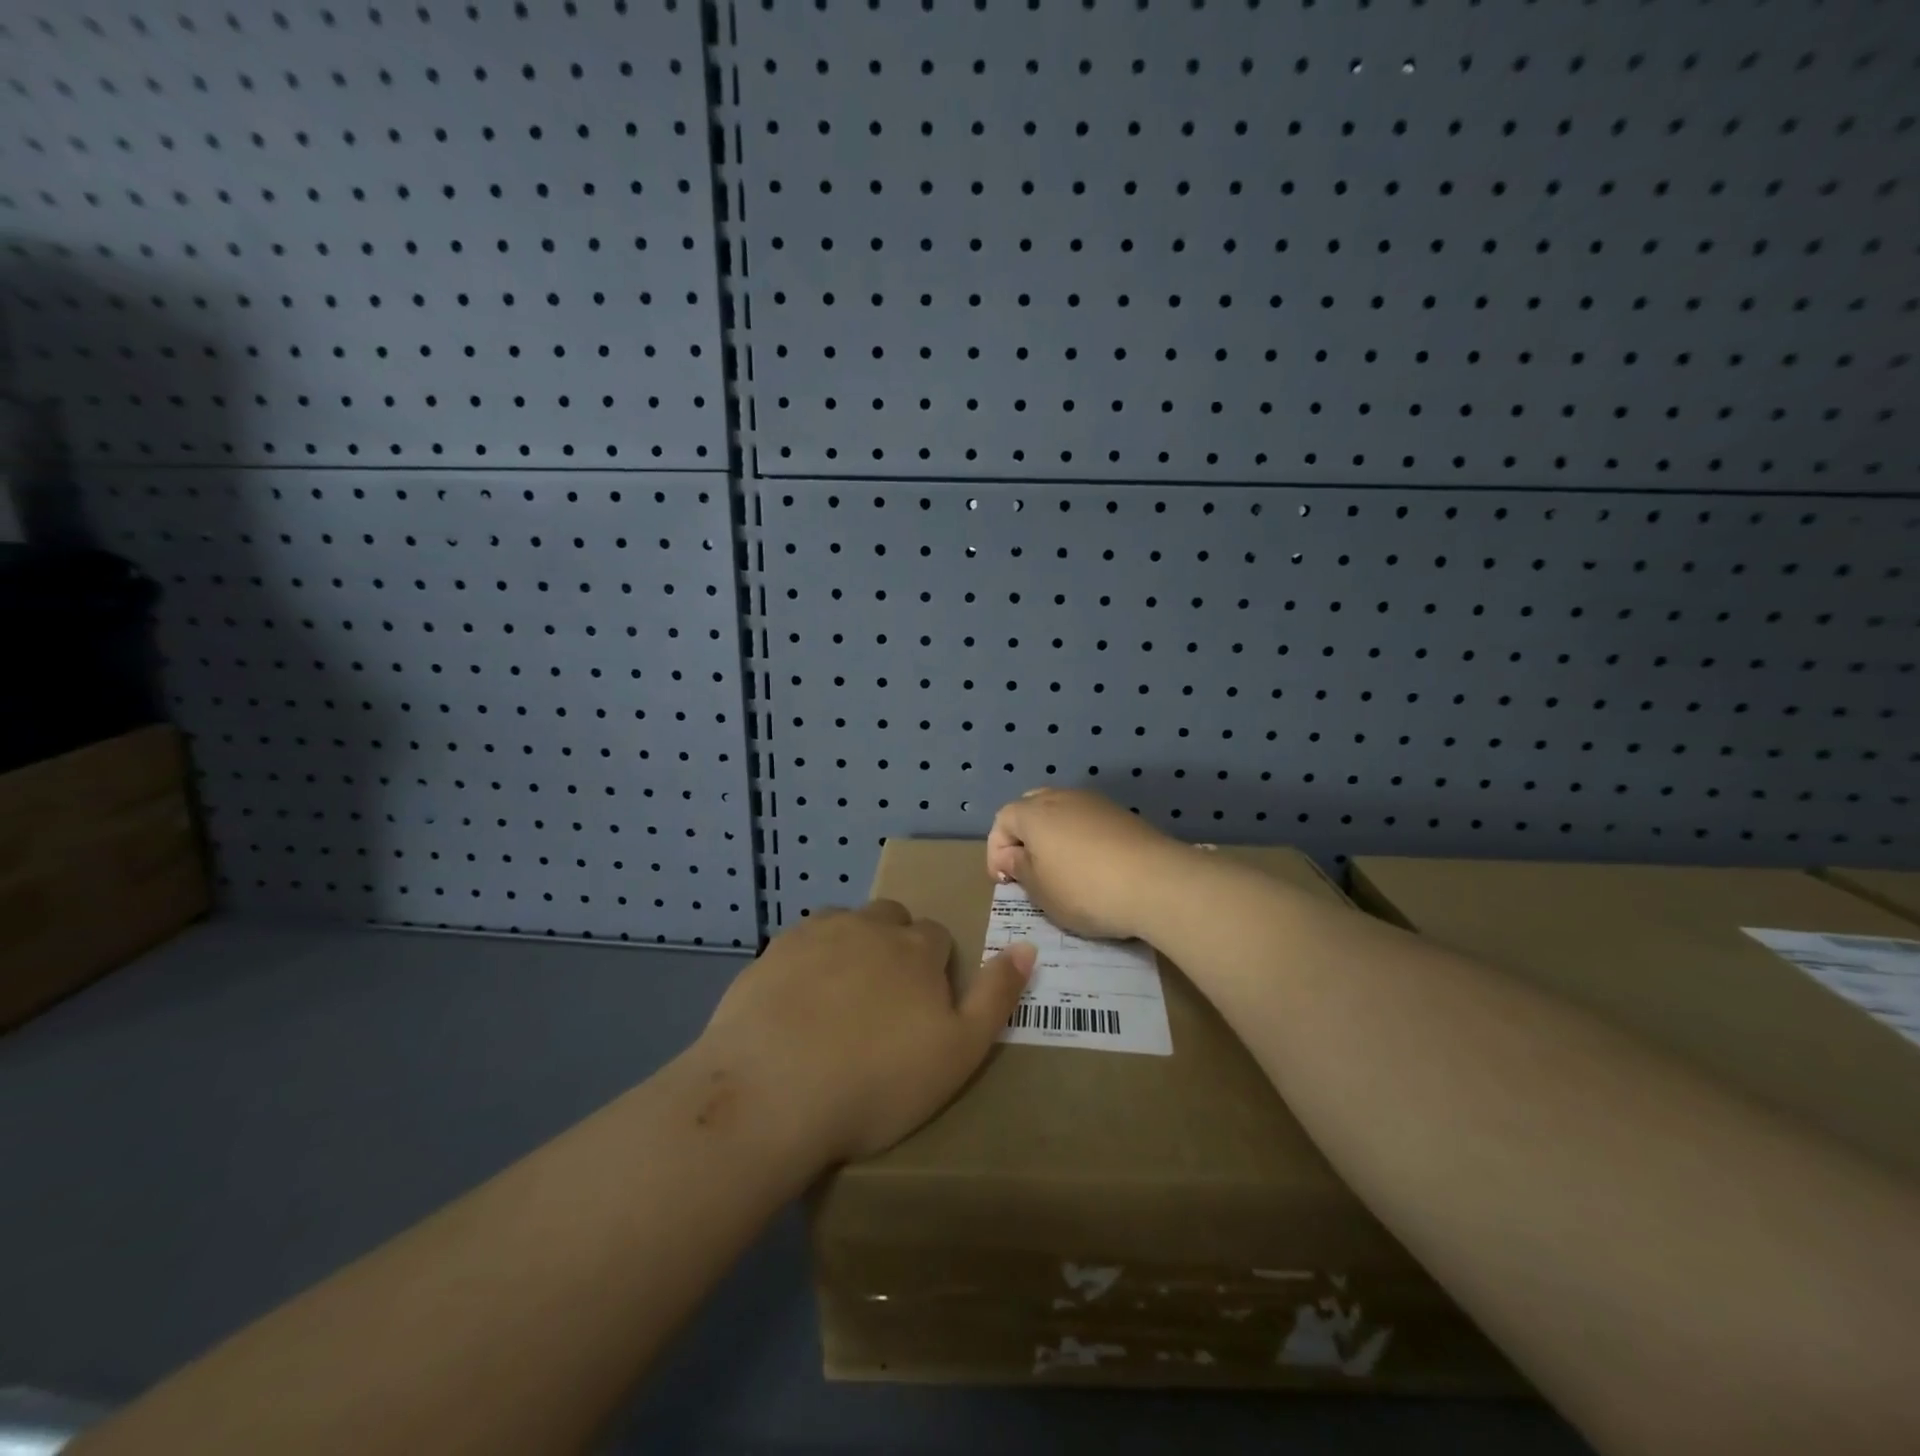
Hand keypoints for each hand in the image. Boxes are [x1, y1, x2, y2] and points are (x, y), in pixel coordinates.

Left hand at [701, 901, 1033, 1164]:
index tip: (922, 1008)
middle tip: (882, 1003)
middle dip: (894, 947)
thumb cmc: (877, 1082)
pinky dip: (807, 962)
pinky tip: (796, 1003)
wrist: (773, 1093)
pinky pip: (801, 943)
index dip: (934, 969)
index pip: (937, 937)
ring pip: (845, 925)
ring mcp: (817, 934)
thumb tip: (1026, 946)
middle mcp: (870, 926)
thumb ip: (996, 996)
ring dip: (851, 947)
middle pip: (892, 920)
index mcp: (917, 948)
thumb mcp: (959, 1052)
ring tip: (839, 1001)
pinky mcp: (773, 951)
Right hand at [987, 787, 1189, 940]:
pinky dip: (1081, 838)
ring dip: (1054, 836)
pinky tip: (1091, 866)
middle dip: (1024, 836)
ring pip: (1062, 812)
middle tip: (1028, 868)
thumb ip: (1019, 869)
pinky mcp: (1122, 815)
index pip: (1002, 820)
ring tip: (1060, 869)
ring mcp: (1095, 803)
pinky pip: (1088, 821)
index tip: (1004, 882)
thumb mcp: (1041, 890)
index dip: (996, 851)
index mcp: (1033, 813)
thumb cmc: (1085, 889)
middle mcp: (1062, 797)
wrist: (1158, 883)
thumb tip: (1011, 856)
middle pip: (1031, 807)